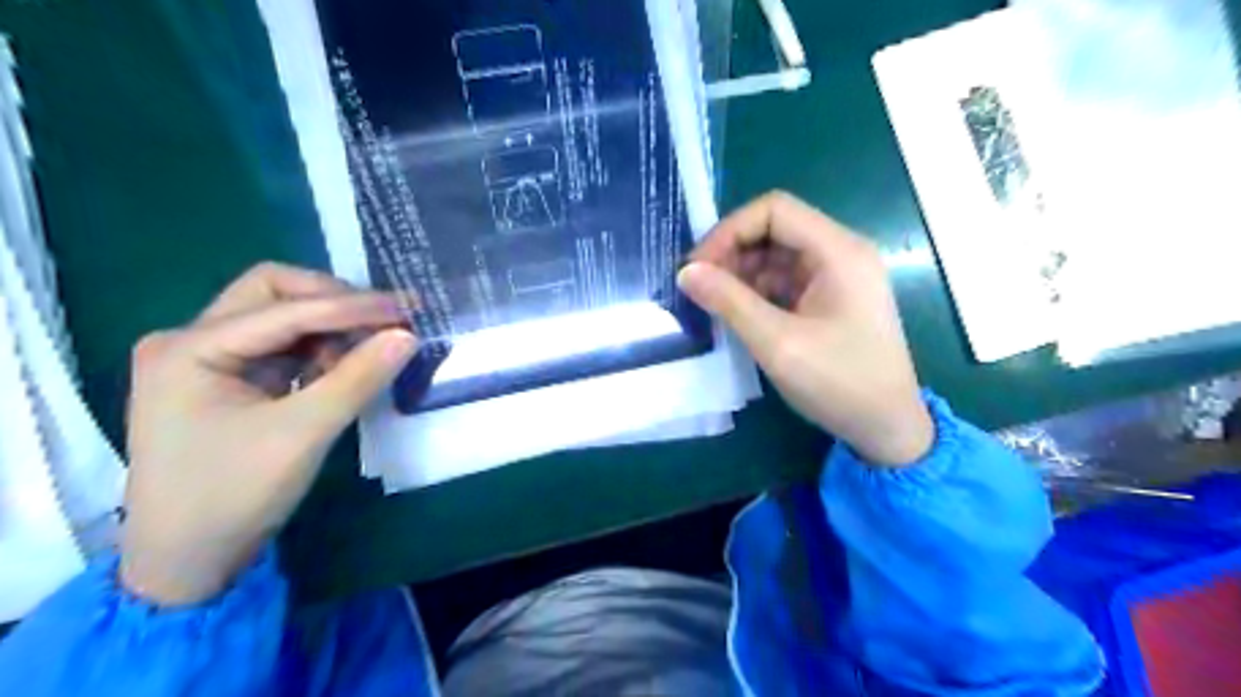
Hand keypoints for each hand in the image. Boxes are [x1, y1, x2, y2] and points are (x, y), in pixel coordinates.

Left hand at [119, 261, 416, 602]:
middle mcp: (190, 340)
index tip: (408, 309)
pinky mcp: (227, 380)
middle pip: (273, 293)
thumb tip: (408, 335)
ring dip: (330, 327)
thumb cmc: (234, 495)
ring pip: (281, 317)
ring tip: (371, 350)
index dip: (351, 307)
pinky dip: (319, 350)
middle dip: (334, 302)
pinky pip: (282, 346)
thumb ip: (358, 378)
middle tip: (386, 319)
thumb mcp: (303, 434)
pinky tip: (345, 369)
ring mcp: (207, 359)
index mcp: (189, 348)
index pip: (285, 308)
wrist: (187, 562)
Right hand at [677, 189, 929, 464]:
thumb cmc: (839, 383)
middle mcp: (841, 253)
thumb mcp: (778, 343)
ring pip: (777, 255)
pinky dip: (757, 291)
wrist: (887, 428)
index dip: (730, 231)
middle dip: (733, 252)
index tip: (699, 267)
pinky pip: (786, 280)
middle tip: (700, 287)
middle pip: (775, 229)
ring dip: (742, 273)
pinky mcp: (831, 298)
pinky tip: (738, 314)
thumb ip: (730, 302)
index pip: (774, 210)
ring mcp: (838, 276)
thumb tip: (686, 272)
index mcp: (838, 251)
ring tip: (714, 304)